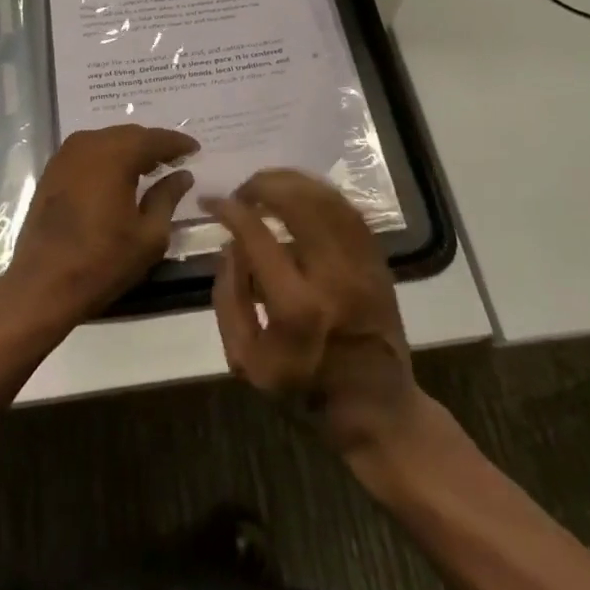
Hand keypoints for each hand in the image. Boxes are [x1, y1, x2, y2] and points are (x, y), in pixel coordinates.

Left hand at [0, 125, 196, 339]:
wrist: (43, 284)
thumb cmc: (103, 261)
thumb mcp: (149, 235)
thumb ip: (168, 197)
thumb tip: (182, 175)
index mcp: (115, 155)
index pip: (154, 139)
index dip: (177, 143)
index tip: (195, 149)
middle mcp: (87, 145)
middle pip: (128, 134)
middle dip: (153, 144)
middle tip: (175, 158)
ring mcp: (64, 156)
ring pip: (106, 141)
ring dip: (129, 150)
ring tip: (150, 167)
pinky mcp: (51, 171)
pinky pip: (87, 153)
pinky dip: (107, 158)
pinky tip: (118, 176)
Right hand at [205, 170, 432, 462]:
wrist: (375, 408)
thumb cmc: (303, 388)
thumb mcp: (246, 359)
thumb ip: (229, 297)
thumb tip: (229, 244)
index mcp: (296, 306)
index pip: (256, 234)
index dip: (229, 209)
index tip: (211, 201)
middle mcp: (333, 276)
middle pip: (297, 202)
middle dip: (262, 184)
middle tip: (242, 191)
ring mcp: (361, 265)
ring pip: (327, 198)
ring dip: (292, 182)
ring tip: (266, 186)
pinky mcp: (378, 261)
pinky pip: (349, 210)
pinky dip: (320, 194)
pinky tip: (300, 195)